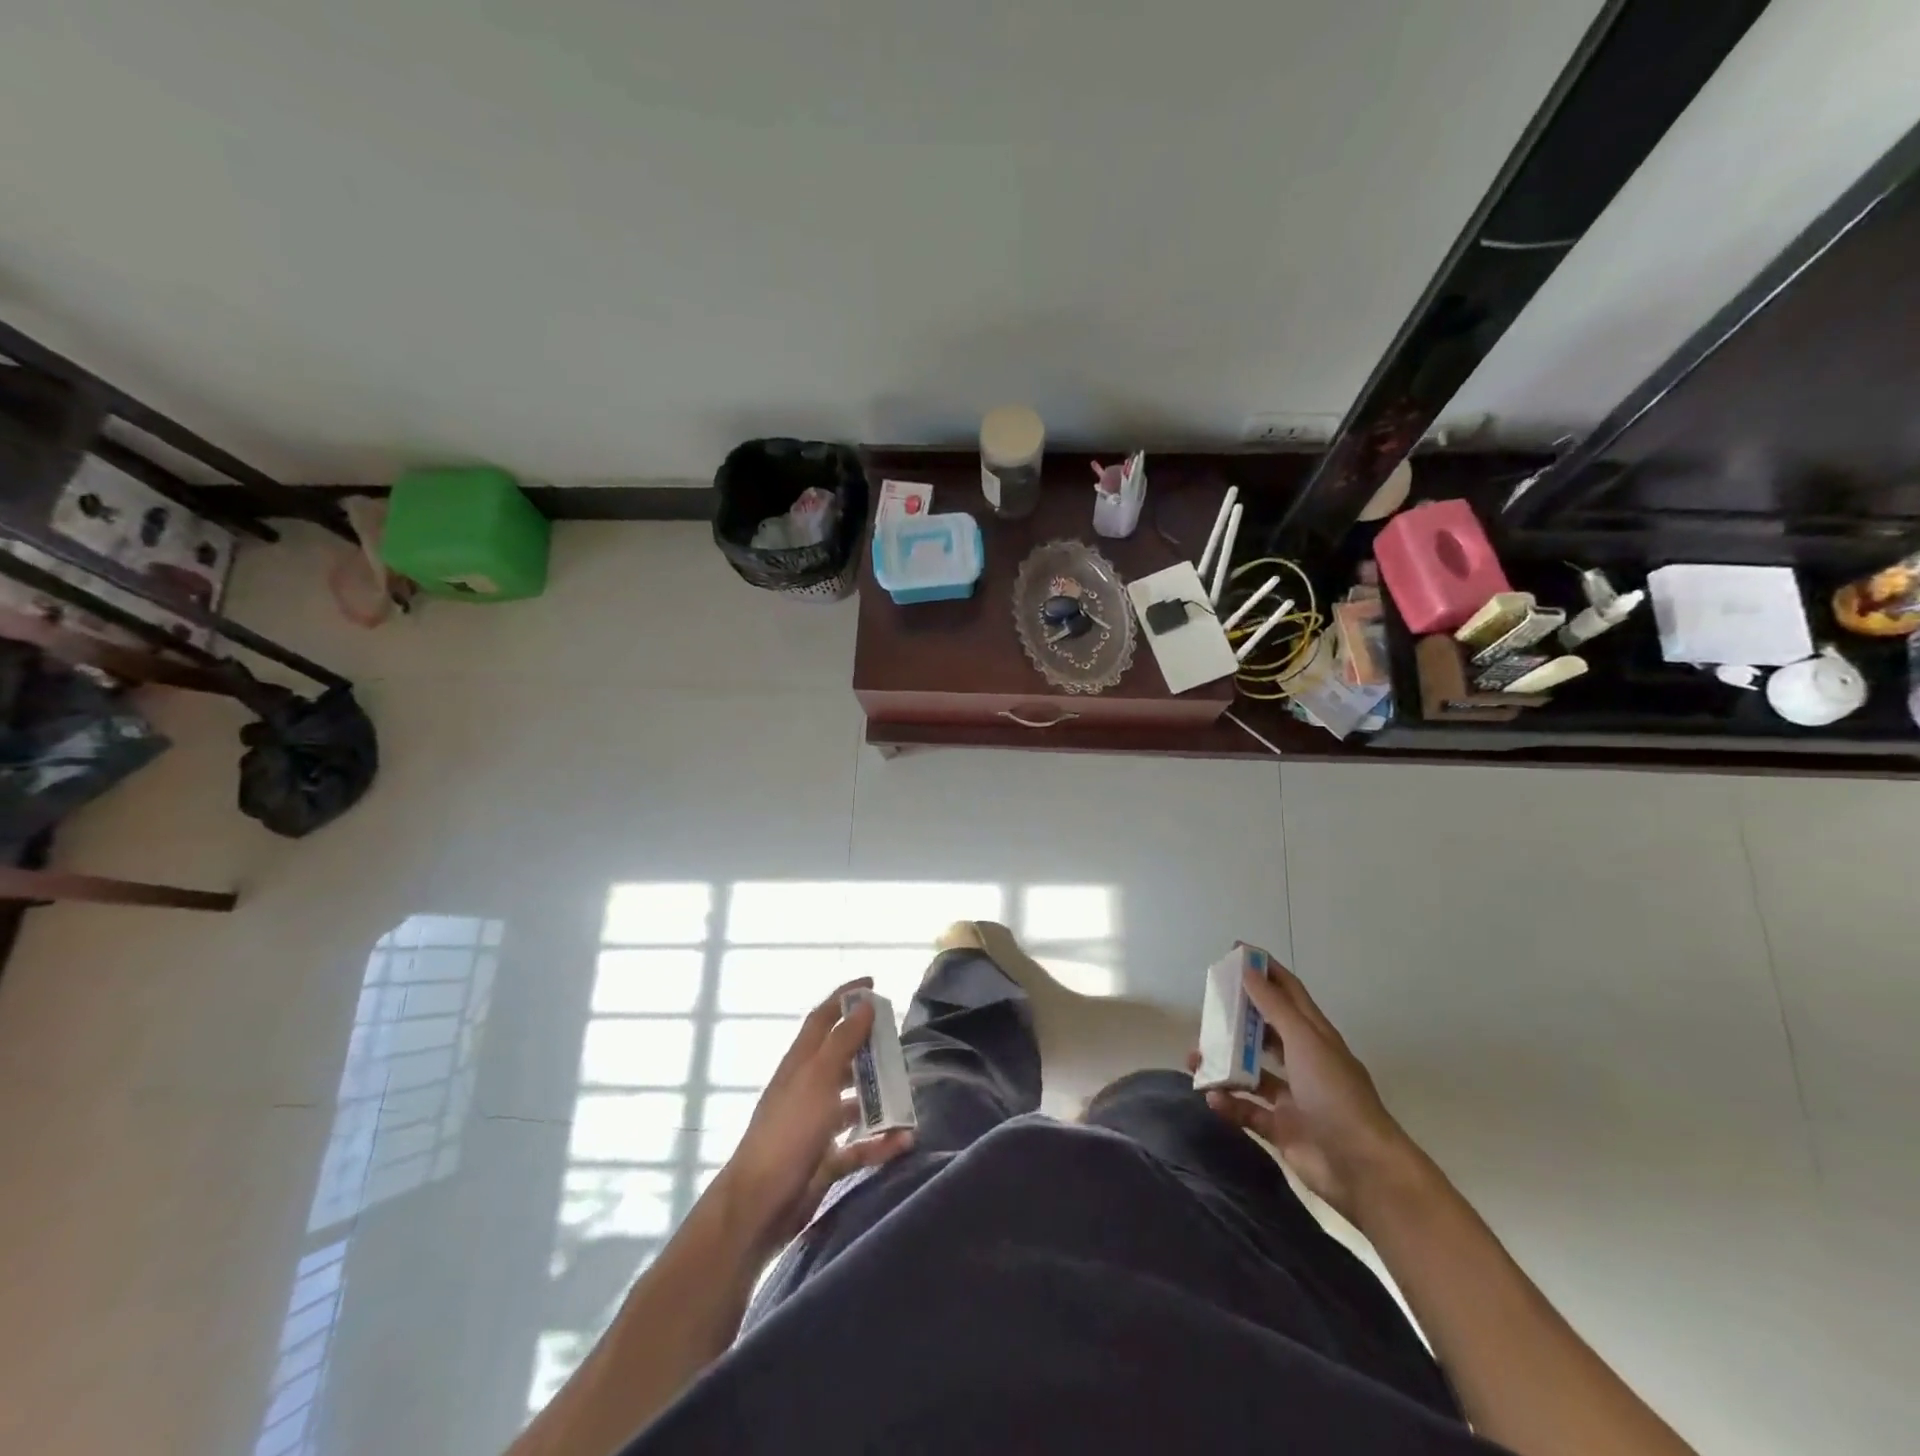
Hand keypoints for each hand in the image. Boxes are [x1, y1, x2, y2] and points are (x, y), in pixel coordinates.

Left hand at [715, 978, 913, 1254]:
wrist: (760, 1204)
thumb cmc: (789, 1131)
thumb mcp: (818, 1078)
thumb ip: (843, 1041)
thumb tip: (865, 1004)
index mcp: (801, 1063)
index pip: (823, 1018)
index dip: (845, 997)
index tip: (874, 984)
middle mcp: (808, 1088)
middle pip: (842, 1058)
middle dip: (870, 1048)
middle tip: (900, 1044)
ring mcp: (816, 1125)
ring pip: (854, 1102)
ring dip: (879, 1098)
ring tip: (908, 1094)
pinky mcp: (825, 1159)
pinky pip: (860, 1145)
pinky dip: (880, 1141)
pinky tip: (904, 1141)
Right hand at [1192, 959, 1418, 1226]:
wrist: (1363, 1170)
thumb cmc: (1335, 1095)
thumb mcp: (1305, 1042)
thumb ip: (1274, 1007)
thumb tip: (1248, 969)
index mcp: (1314, 1036)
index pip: (1287, 992)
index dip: (1264, 971)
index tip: (1234, 952)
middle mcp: (1303, 1061)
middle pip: (1264, 1030)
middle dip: (1235, 1019)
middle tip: (1206, 1011)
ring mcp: (1293, 1097)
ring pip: (1250, 1071)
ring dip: (1224, 1063)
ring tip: (1195, 1058)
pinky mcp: (1282, 1128)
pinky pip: (1247, 1109)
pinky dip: (1229, 1103)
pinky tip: (1213, 1097)